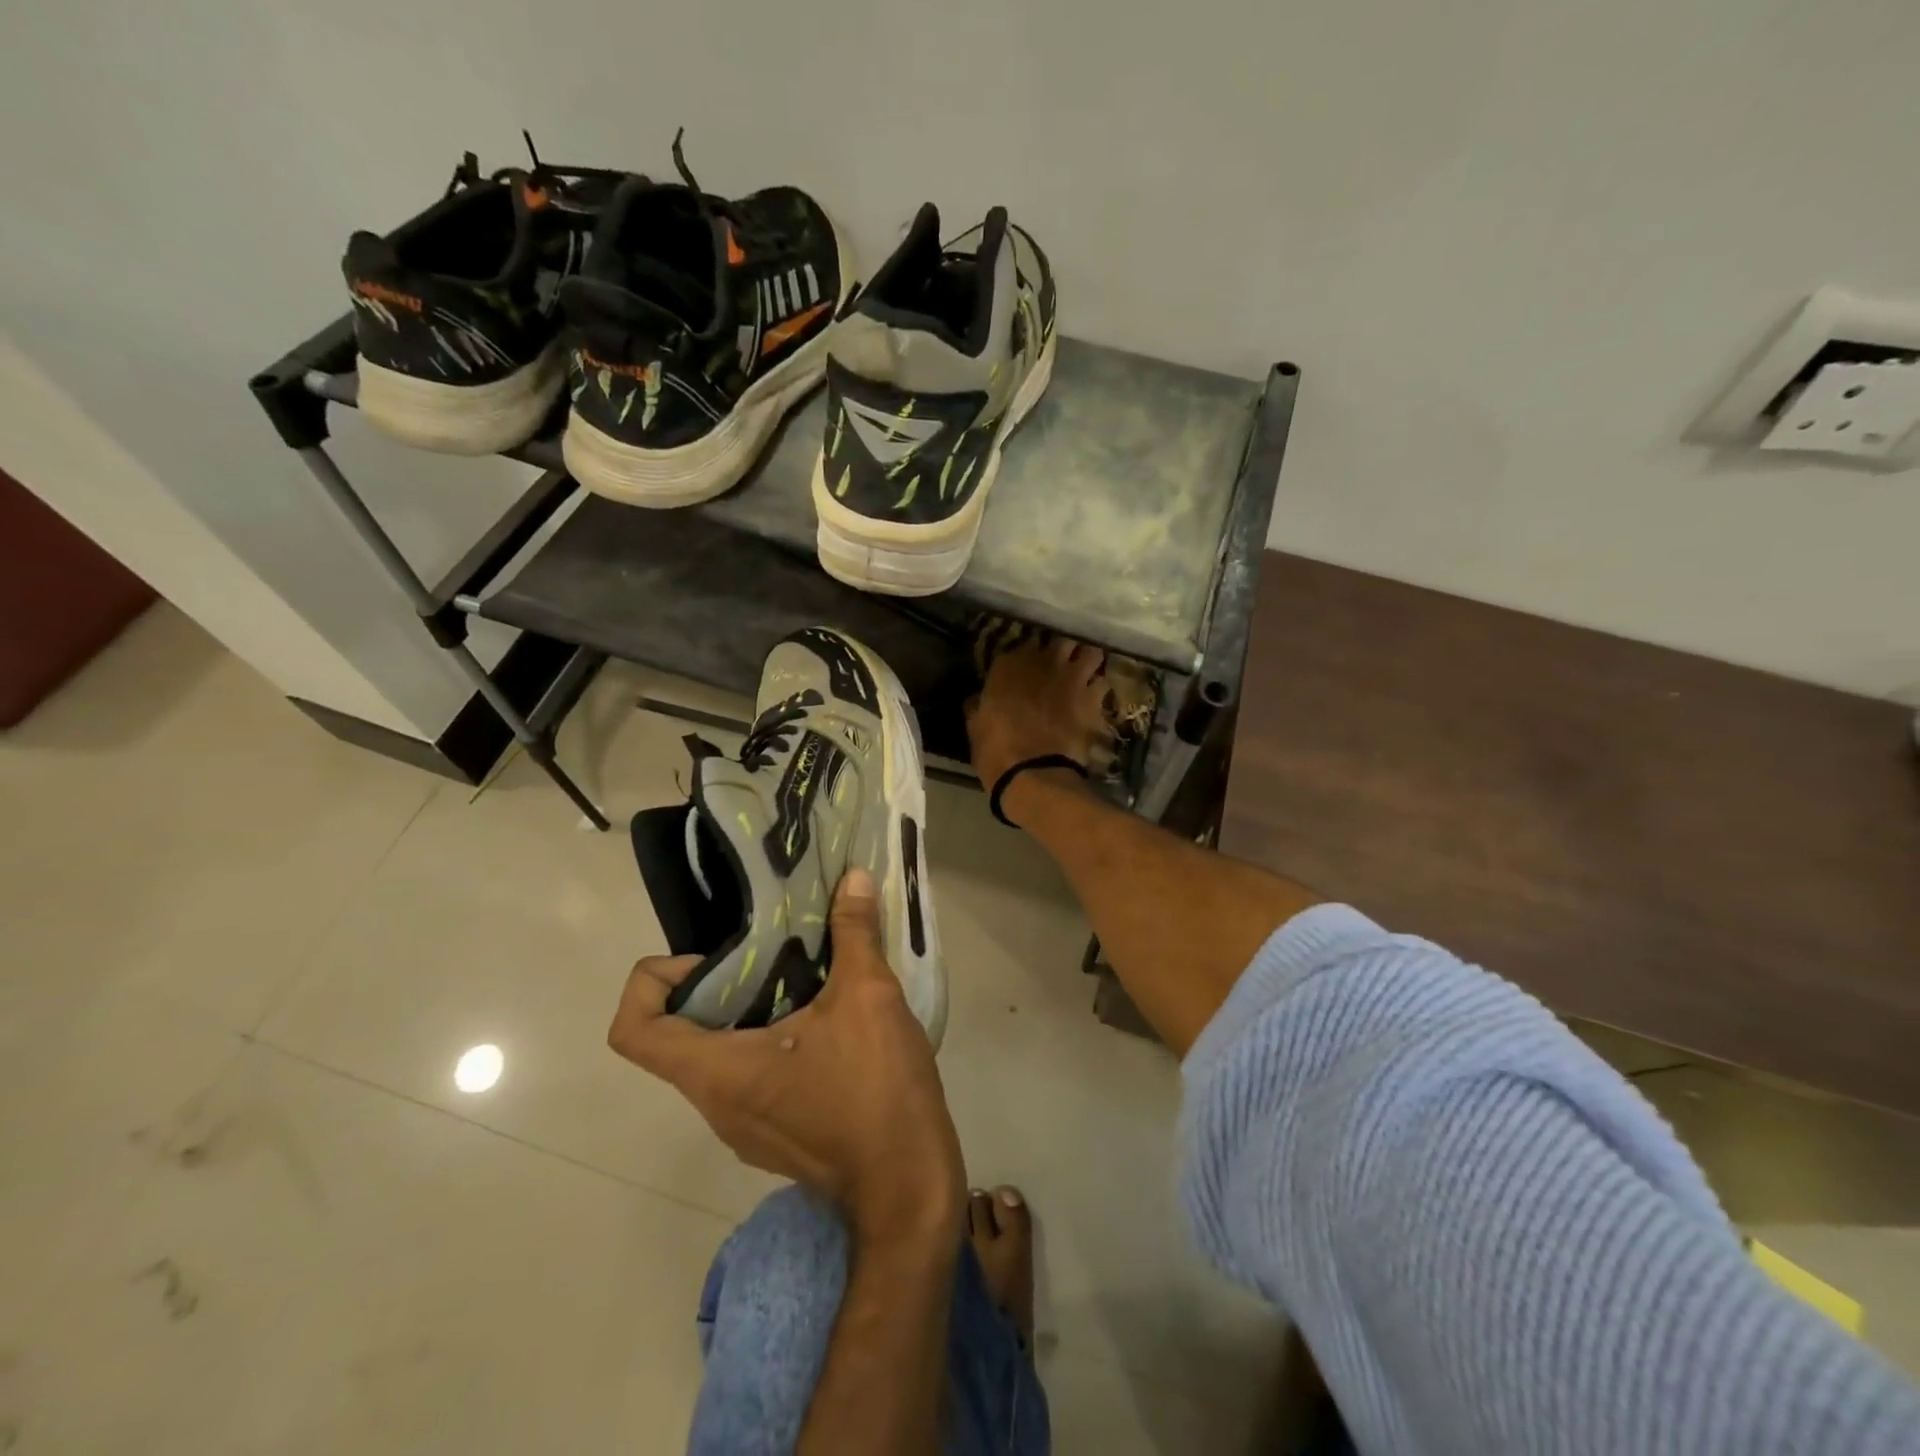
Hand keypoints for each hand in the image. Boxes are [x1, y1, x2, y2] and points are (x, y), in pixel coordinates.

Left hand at [609, 868, 965, 1243]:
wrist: (909, 1186)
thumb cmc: (876, 1090)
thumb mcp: (869, 996)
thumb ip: (855, 933)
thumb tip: (854, 878)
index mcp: (718, 1071)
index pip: (633, 1030)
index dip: (652, 981)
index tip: (709, 959)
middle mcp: (715, 1104)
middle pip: (677, 1038)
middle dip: (716, 985)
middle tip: (768, 952)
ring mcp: (742, 1127)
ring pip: (716, 1059)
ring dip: (746, 1013)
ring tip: (801, 979)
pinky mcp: (772, 1136)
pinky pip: (747, 1079)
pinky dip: (767, 1043)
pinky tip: (824, 1023)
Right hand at [966, 638, 1110, 789]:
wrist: (1034, 772)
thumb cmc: (995, 749)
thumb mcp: (975, 725)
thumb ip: (979, 705)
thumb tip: (977, 700)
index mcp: (1009, 664)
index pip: (1021, 645)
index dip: (1026, 657)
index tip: (1025, 668)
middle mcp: (1044, 661)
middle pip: (1063, 639)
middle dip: (1064, 650)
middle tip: (1061, 664)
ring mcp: (1073, 677)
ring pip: (1091, 653)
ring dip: (1088, 662)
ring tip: (1085, 674)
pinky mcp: (1093, 699)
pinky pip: (1103, 684)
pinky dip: (1099, 691)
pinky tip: (1095, 699)